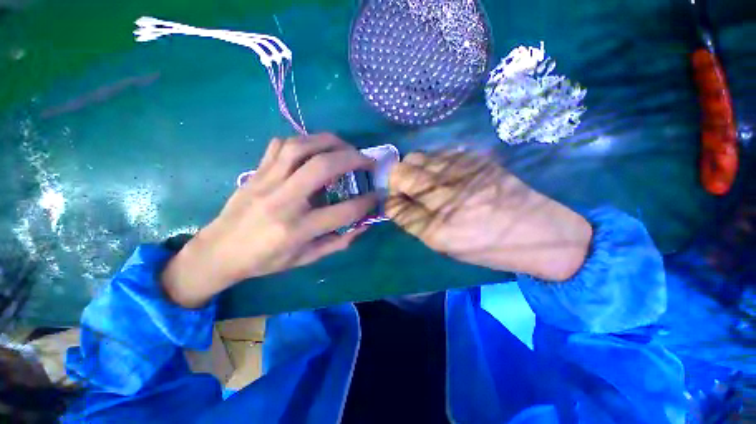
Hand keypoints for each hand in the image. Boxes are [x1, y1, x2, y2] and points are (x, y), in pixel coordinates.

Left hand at [162, 134, 376, 307]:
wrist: (219, 250)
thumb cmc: (265, 260)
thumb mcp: (305, 258)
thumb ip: (338, 242)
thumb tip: (363, 225)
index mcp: (297, 229)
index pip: (343, 211)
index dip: (367, 202)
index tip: (377, 195)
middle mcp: (283, 200)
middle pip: (322, 167)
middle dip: (352, 159)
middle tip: (367, 160)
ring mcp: (267, 181)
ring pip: (301, 147)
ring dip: (330, 142)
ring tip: (345, 147)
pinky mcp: (256, 172)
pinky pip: (280, 145)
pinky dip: (303, 141)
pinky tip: (314, 149)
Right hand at [386, 151, 591, 281]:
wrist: (539, 231)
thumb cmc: (487, 246)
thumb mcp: (443, 244)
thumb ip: (413, 222)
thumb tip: (394, 203)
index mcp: (437, 224)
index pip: (394, 202)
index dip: (391, 200)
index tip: (398, 204)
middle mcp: (445, 192)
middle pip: (401, 170)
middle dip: (398, 181)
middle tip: (409, 192)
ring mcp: (461, 170)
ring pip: (417, 157)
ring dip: (414, 170)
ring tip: (427, 183)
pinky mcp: (475, 157)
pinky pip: (438, 153)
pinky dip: (432, 162)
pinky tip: (444, 174)